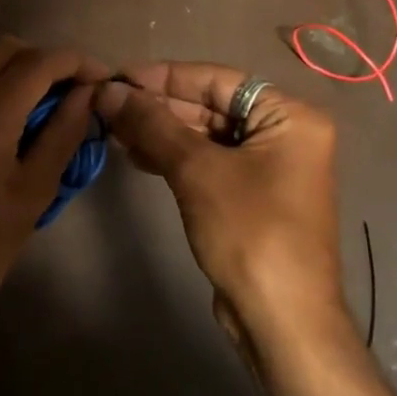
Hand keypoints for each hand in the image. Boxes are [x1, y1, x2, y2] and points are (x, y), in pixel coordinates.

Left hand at [0, 39, 105, 335]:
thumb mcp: (35, 191)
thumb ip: (64, 132)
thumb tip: (88, 93)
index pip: (35, 64)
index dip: (74, 63)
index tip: (99, 78)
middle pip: (3, 49)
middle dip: (44, 60)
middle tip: (71, 89)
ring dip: (15, 71)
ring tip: (43, 104)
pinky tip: (8, 119)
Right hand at [97, 62, 340, 324]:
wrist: (281, 319)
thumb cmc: (249, 231)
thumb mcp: (196, 170)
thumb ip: (152, 124)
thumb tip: (108, 90)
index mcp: (290, 117)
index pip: (216, 80)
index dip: (163, 76)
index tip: (117, 76)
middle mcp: (284, 135)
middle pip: (210, 106)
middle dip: (157, 106)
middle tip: (106, 104)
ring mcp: (268, 167)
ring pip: (204, 135)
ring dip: (159, 131)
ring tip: (112, 128)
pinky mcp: (250, 195)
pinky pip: (206, 161)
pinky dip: (171, 156)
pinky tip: (135, 154)